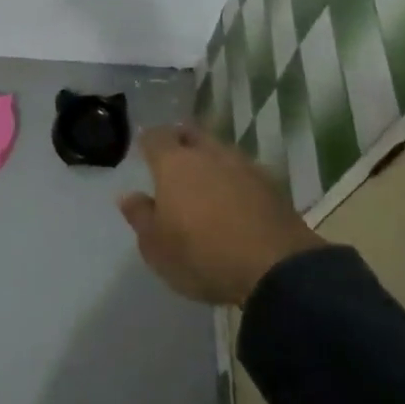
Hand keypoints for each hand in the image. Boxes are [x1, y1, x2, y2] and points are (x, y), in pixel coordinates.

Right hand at [118, 123, 324, 305]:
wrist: (275, 268)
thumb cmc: (203, 255)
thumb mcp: (157, 247)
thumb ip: (140, 216)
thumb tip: (129, 196)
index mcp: (175, 163)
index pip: (156, 137)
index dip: (148, 141)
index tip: (144, 151)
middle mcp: (209, 154)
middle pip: (192, 134)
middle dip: (181, 141)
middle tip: (173, 159)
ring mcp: (244, 165)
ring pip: (220, 150)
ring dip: (210, 160)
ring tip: (204, 181)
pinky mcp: (271, 184)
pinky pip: (243, 171)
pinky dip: (234, 179)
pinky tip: (232, 198)